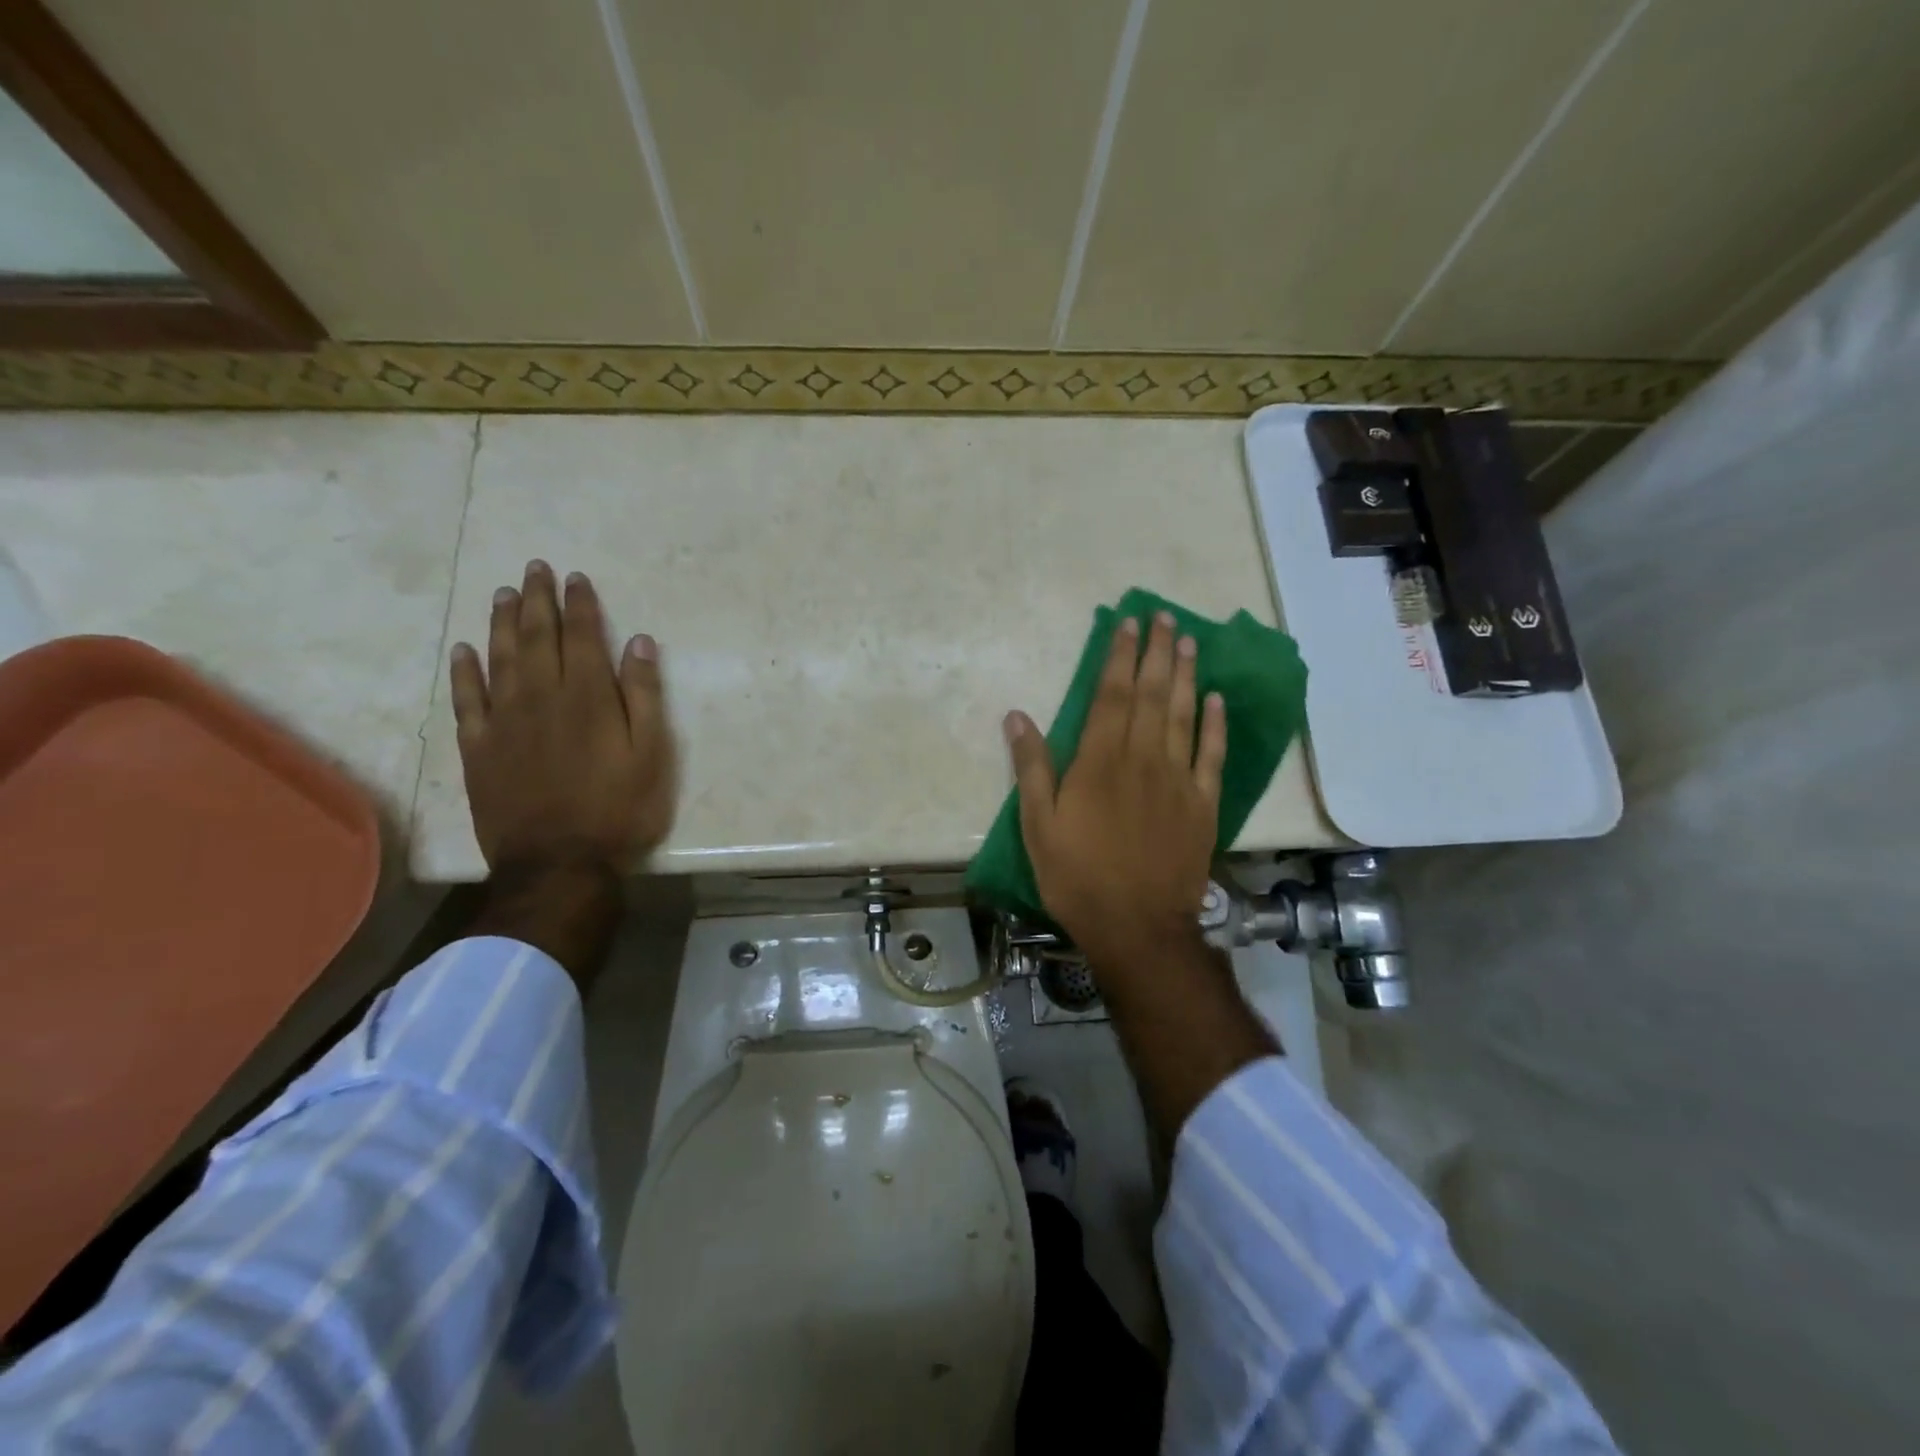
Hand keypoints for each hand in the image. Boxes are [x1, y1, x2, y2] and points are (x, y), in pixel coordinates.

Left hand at [448, 560, 675, 875]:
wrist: (558, 863)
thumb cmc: (617, 810)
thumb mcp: (651, 755)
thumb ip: (644, 696)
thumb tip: (640, 643)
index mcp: (588, 698)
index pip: (583, 637)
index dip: (580, 604)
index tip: (576, 577)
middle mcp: (541, 698)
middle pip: (538, 637)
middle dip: (538, 600)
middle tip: (534, 568)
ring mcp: (504, 722)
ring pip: (500, 659)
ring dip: (503, 623)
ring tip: (504, 594)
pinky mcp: (479, 749)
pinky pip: (467, 700)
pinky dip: (465, 672)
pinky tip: (465, 650)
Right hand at [1004, 611, 1225, 972]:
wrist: (1137, 927)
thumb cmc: (1077, 877)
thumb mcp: (1038, 826)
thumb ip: (1032, 767)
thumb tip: (1018, 715)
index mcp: (1099, 762)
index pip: (1111, 695)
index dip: (1118, 656)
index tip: (1126, 623)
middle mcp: (1142, 759)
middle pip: (1151, 694)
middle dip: (1155, 652)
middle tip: (1162, 616)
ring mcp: (1178, 780)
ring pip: (1183, 714)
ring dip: (1185, 675)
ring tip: (1187, 641)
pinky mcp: (1203, 804)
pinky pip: (1212, 755)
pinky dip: (1215, 724)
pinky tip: (1215, 699)